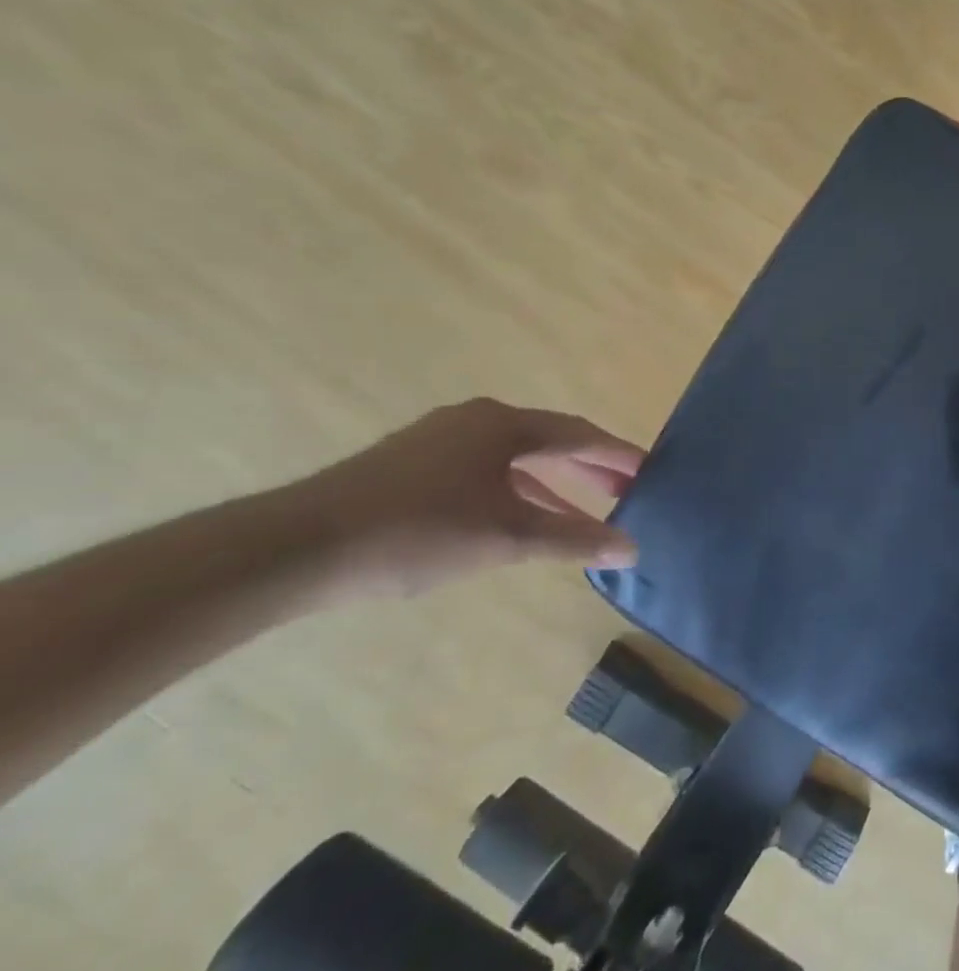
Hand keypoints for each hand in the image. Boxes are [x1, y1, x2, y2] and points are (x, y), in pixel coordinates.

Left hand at [288, 398, 645, 599]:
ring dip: (554, 486)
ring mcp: (440, 442)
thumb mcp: (507, 538)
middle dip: (591, 469)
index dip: (618, 455)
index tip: (651, 473)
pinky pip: (486, 474)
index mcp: (503, 424)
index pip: (580, 434)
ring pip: (516, 460)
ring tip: (587, 513)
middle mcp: (476, 421)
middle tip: (627, 492)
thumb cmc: (417, 532)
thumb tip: (631, 549)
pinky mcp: (413, 467)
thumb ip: (574, 540)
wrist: (294, 550)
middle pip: (550, 442)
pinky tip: (525, 523)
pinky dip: (516, 495)